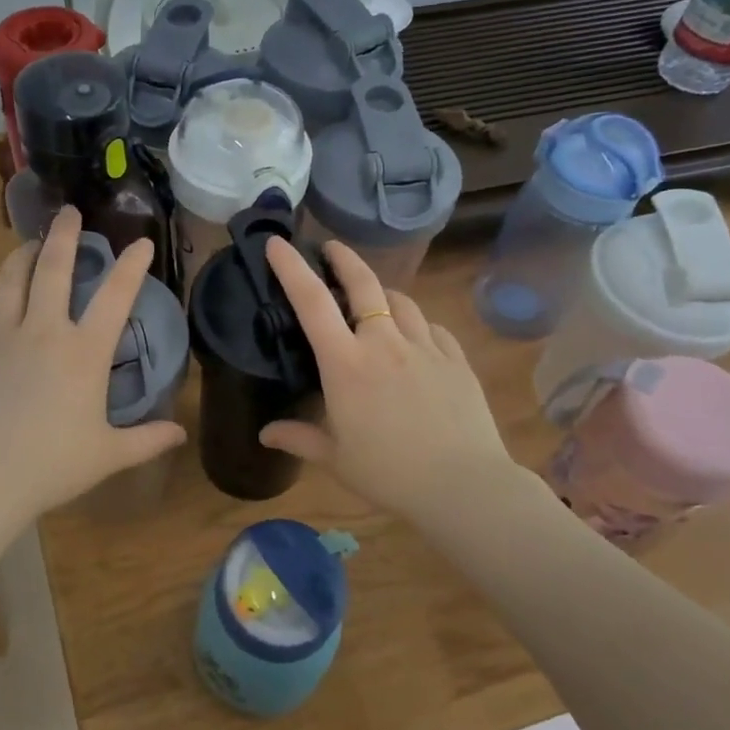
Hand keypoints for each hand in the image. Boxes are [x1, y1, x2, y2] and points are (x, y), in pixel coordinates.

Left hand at [0, 207, 186, 524]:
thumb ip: (148, 440)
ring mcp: (3, 338)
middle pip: (54, 269)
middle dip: (65, 236)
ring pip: (12, 280)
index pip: (115, 297)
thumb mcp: (108, 455)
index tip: (141, 243)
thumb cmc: (52, 465)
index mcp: (84, 353)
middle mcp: (44, 332)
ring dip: (23, 255)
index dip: (132, 266)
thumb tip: (181, 432)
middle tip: (69, 212)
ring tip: (31, 242)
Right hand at [258, 238, 518, 523]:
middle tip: (332, 247)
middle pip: (363, 284)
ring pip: (401, 302)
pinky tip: (416, 338)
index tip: (278, 243)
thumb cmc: (388, 473)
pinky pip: (432, 328)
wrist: (463, 486)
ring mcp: (425, 347)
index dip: (291, 267)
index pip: (311, 301)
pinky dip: (416, 324)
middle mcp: (384, 343)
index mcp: (346, 363)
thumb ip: (299, 438)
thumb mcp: (335, 458)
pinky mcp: (456, 359)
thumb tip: (266, 434)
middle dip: (344, 258)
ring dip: (382, 294)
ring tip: (374, 300)